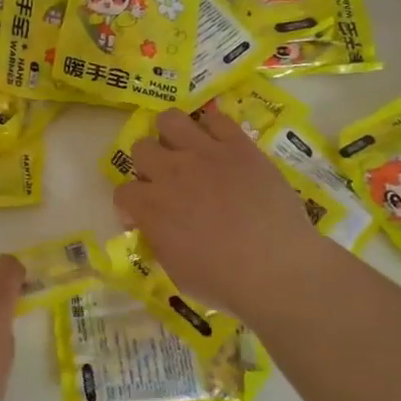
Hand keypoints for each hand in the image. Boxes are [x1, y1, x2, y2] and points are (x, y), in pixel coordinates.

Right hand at [113, 107, 328, 321]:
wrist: (277, 268)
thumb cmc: (224, 282)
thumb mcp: (176, 272)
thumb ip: (159, 241)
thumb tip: (157, 229)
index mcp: (151, 207)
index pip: (123, 192)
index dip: (130, 207)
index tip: (144, 220)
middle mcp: (171, 173)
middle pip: (141, 148)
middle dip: (148, 166)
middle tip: (166, 183)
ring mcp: (205, 154)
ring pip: (170, 120)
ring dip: (170, 134)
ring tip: (184, 151)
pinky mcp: (239, 146)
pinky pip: (216, 118)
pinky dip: (212, 128)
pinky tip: (219, 144)